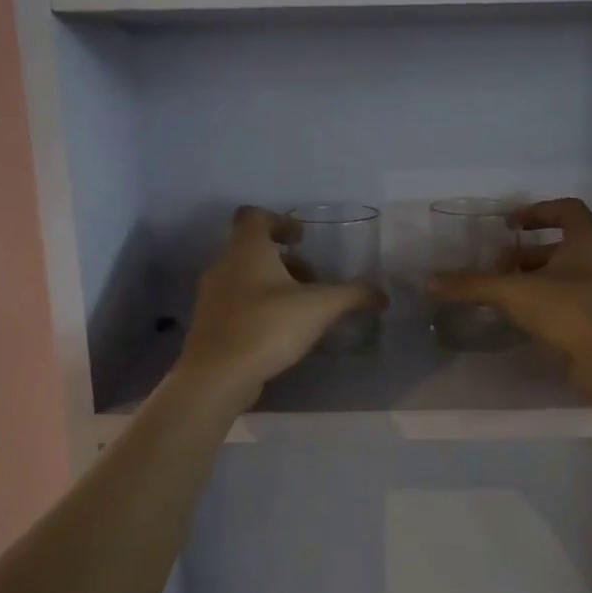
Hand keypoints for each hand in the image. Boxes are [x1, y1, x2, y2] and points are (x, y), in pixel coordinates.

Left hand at [176, 207, 386, 401]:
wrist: (216, 377)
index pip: (254, 216)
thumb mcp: (320, 308)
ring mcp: (211, 297)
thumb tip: (382, 294)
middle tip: (312, 282)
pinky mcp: (209, 325)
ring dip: (273, 286)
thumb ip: (353, 296)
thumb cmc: (267, 328)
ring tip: (301, 311)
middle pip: (253, 249)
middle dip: (286, 261)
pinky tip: (281, 334)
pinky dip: (260, 309)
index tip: (302, 239)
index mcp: (246, 250)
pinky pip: (237, 305)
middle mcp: (223, 266)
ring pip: (245, 278)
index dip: (280, 221)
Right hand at [426, 198, 591, 386]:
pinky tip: (527, 319)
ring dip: (538, 279)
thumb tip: (430, 281)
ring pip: (570, 274)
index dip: (537, 212)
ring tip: (507, 294)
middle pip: (565, 244)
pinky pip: (575, 300)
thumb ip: (473, 285)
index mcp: (588, 239)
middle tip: (500, 267)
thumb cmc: (569, 310)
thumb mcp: (514, 293)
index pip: (566, 209)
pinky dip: (551, 302)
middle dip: (528, 254)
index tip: (510, 226)